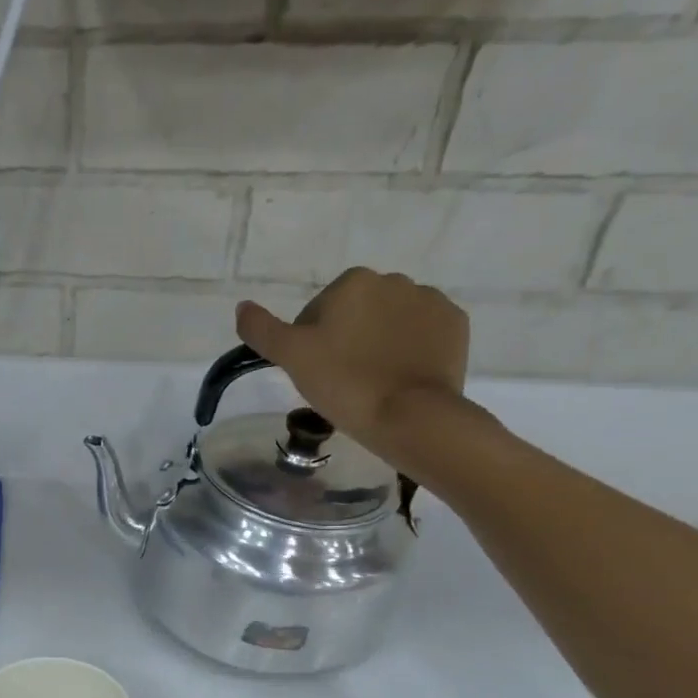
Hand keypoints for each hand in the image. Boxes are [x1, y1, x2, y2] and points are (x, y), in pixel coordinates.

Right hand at [236, 268, 471, 472]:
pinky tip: (399, 378)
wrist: (411, 416)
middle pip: (356, 313)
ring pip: (389, 322)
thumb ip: (261, 329)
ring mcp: (431, 301)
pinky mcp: (455, 326)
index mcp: (353, 282)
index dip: (310, 342)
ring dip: (378, 343)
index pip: (317, 311)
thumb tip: (242, 306)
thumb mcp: (290, 357)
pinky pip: (422, 334)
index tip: (314, 372)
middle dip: (346, 339)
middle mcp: (395, 281)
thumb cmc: (344, 383)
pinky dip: (409, 350)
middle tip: (340, 380)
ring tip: (372, 382)